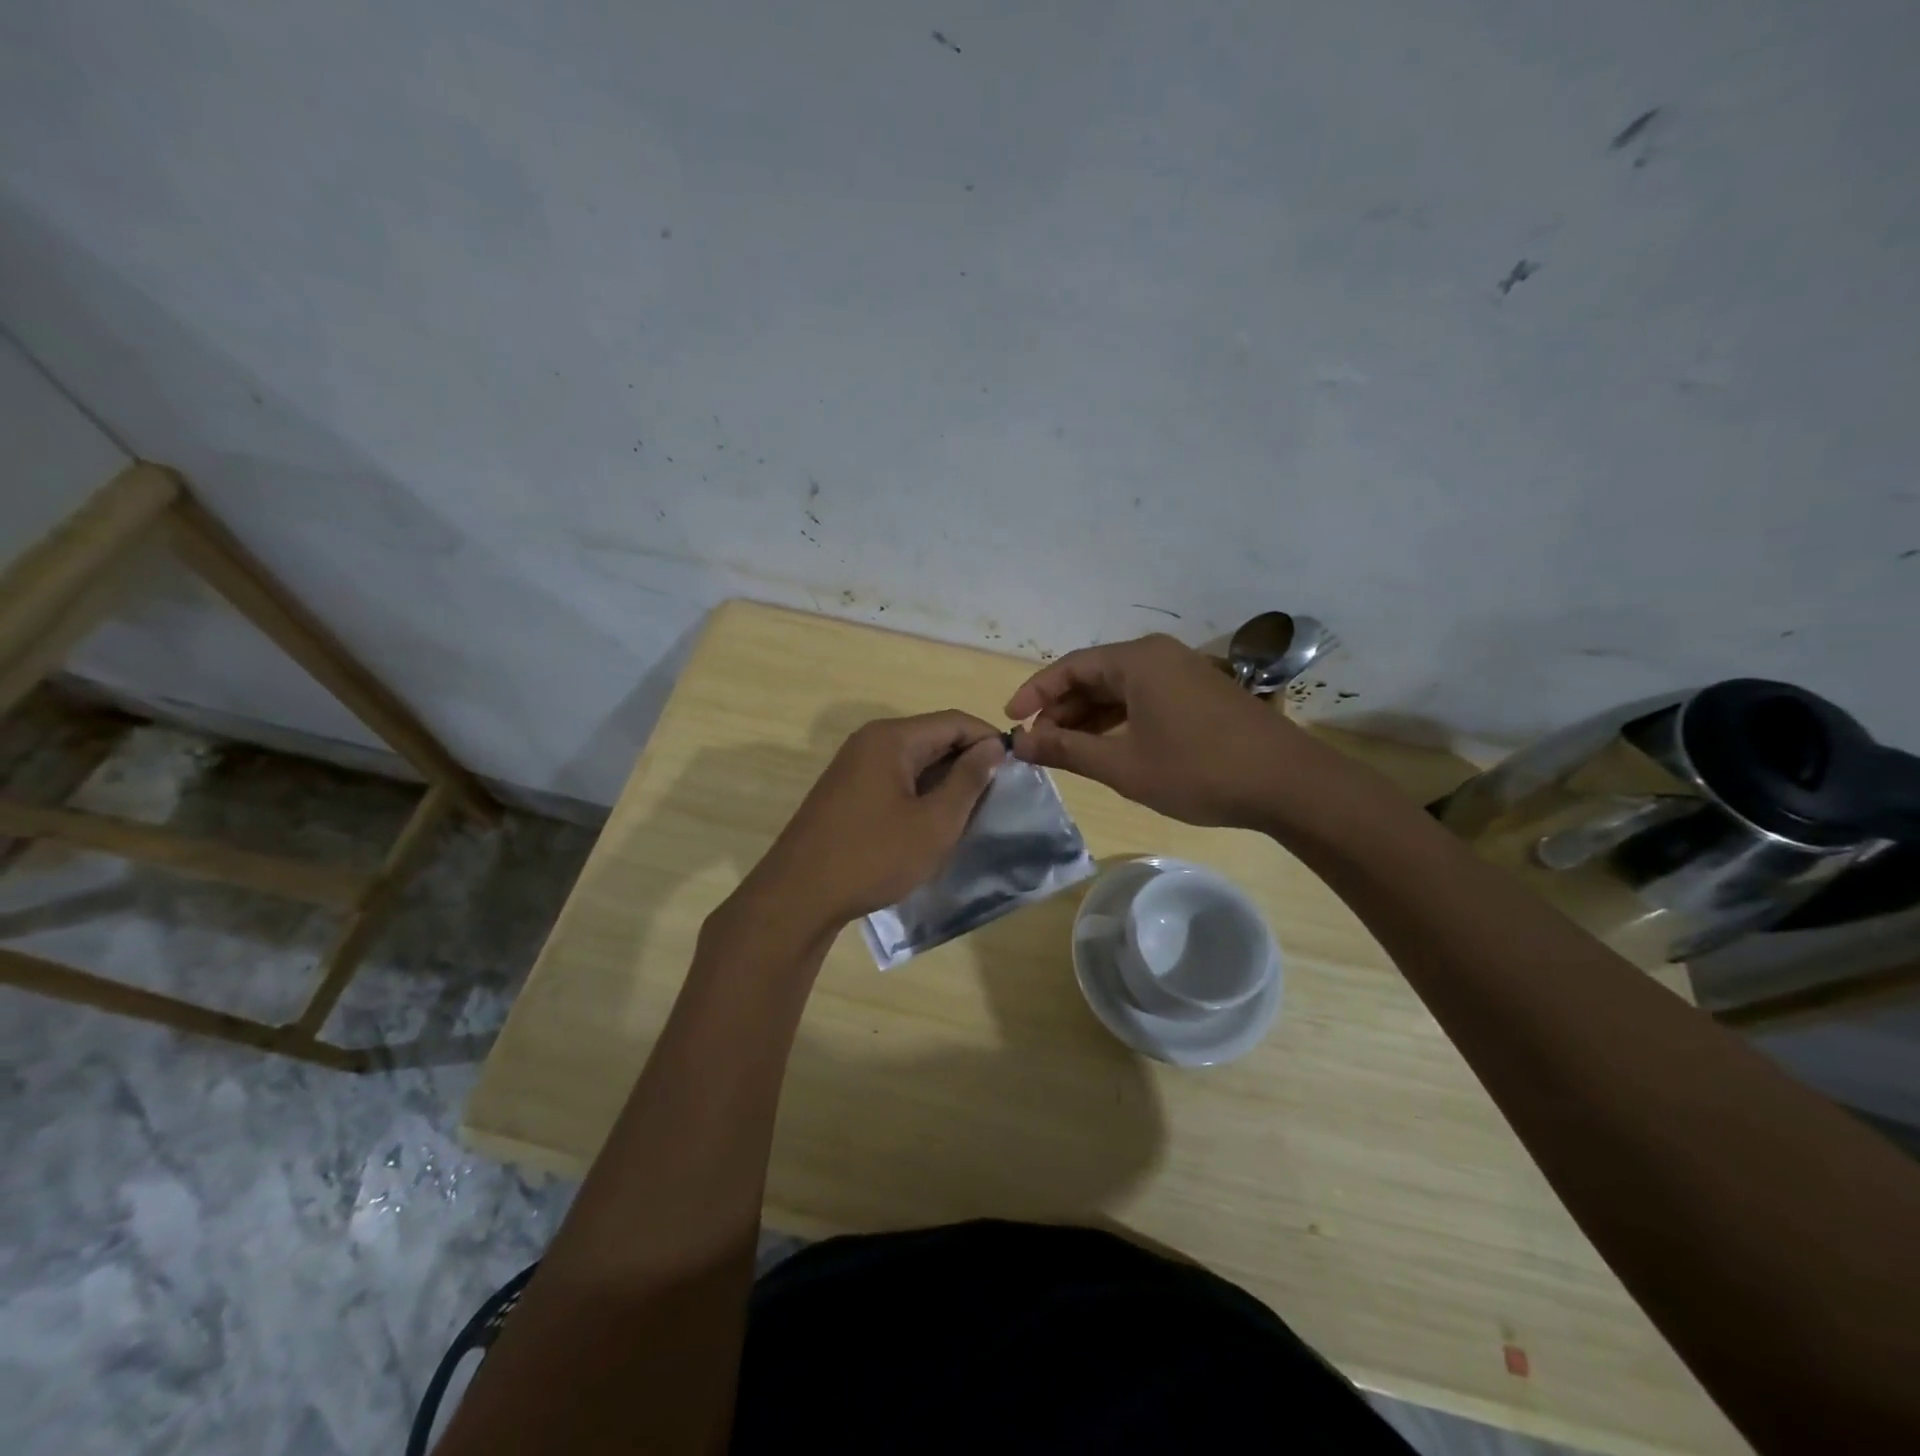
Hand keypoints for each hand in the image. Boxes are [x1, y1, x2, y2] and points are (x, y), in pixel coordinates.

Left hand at [728, 711, 1005, 944]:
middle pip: (933, 737)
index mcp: (892, 738)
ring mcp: (854, 766)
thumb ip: (968, 780)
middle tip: (997, 796)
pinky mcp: (846, 791)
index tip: (1016, 770)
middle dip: (968, 762)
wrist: (799, 896)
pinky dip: (920, 793)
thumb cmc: (873, 856)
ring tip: (971, 812)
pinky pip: (895, 778)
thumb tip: (993, 746)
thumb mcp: (934, 823)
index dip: (989, 740)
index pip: (954, 721)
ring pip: (914, 760)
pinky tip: (933, 822)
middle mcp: (870, 741)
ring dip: (945, 780)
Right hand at [1005, 634, 1334, 828]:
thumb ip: (1068, 750)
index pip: (1069, 667)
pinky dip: (1118, 719)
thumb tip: (1022, 743)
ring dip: (1088, 716)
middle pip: (1094, 674)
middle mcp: (1158, 655)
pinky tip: (1106, 745)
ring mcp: (1182, 672)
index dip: (1035, 693)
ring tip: (1065, 749)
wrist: (1287, 784)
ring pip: (1119, 688)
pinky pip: (1143, 697)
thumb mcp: (1123, 766)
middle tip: (1038, 743)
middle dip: (1061, 708)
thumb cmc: (1198, 771)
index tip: (1011, 721)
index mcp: (1137, 660)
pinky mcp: (1199, 692)